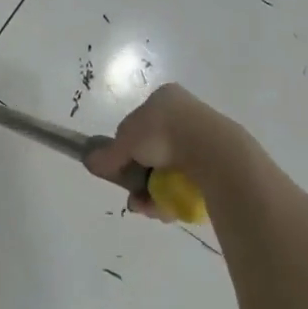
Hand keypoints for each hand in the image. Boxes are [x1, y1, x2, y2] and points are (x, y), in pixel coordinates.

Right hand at [85, 82, 249, 218]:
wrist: (212, 151)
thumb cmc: (164, 133)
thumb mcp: (126, 140)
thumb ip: (108, 154)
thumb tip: (89, 161)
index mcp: (164, 98)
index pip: (137, 124)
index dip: (126, 149)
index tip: (122, 170)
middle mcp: (185, 113)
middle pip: (153, 152)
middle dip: (140, 179)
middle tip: (135, 197)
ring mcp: (204, 138)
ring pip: (169, 171)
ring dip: (155, 193)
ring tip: (151, 209)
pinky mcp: (218, 163)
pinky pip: (189, 182)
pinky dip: (175, 196)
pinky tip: (167, 210)